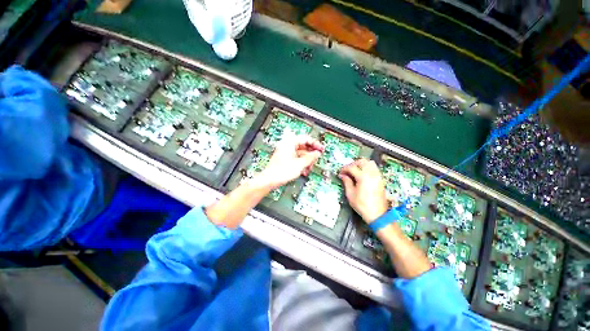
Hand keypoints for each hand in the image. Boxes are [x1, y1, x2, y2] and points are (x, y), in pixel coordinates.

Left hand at [254, 134, 323, 189]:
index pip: (305, 138)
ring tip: (309, 168)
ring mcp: (286, 152)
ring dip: (306, 160)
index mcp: (290, 143)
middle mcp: (287, 146)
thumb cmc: (281, 171)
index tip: (321, 148)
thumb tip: (317, 153)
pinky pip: (296, 158)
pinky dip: (301, 163)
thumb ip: (310, 157)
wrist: (270, 180)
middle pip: (303, 146)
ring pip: (300, 153)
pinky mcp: (285, 159)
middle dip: (310, 154)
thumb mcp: (300, 164)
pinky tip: (304, 170)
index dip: (315, 144)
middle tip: (316, 159)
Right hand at [339, 158, 388, 222]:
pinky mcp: (380, 179)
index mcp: (363, 177)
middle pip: (362, 161)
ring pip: (369, 163)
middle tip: (347, 170)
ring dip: (361, 164)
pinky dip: (367, 167)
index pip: (352, 167)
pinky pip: (374, 168)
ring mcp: (377, 176)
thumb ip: (346, 182)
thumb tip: (342, 175)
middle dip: (353, 164)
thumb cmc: (362, 205)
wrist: (378, 214)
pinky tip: (362, 174)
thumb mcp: (350, 194)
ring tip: (355, 171)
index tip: (340, 173)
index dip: (344, 169)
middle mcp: (371, 173)